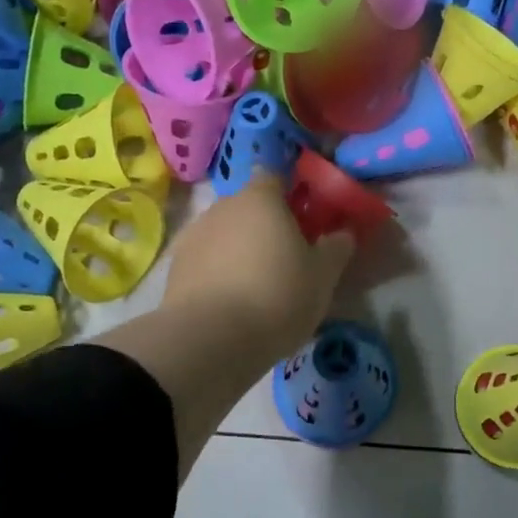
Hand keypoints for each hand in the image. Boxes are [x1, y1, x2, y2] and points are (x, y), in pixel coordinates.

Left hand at [162, 172, 356, 363]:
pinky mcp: (175, 267)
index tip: (304, 221)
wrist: (211, 339)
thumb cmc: (277, 297)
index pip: (275, 178)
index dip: (290, 196)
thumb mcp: (323, 277)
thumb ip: (336, 248)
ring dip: (239, 250)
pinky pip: (205, 261)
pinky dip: (217, 272)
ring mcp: (193, 235)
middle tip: (286, 258)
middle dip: (264, 226)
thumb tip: (342, 234)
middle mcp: (223, 206)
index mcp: (261, 198)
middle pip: (248, 207)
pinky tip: (230, 302)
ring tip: (256, 286)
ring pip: (224, 234)